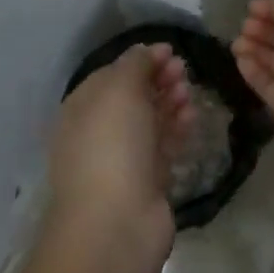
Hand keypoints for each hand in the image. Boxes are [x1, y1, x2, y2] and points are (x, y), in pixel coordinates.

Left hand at [50, 45, 194, 246]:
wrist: (116, 222)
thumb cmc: (112, 145)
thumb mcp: (120, 89)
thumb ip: (134, 64)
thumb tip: (146, 52)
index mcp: (81, 109)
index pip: (111, 75)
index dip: (140, 60)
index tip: (170, 50)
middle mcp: (97, 132)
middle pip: (131, 97)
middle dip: (157, 79)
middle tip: (184, 69)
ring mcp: (121, 158)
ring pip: (148, 121)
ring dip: (169, 101)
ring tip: (190, 89)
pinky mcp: (145, 180)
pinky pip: (162, 145)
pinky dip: (176, 127)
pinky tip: (192, 114)